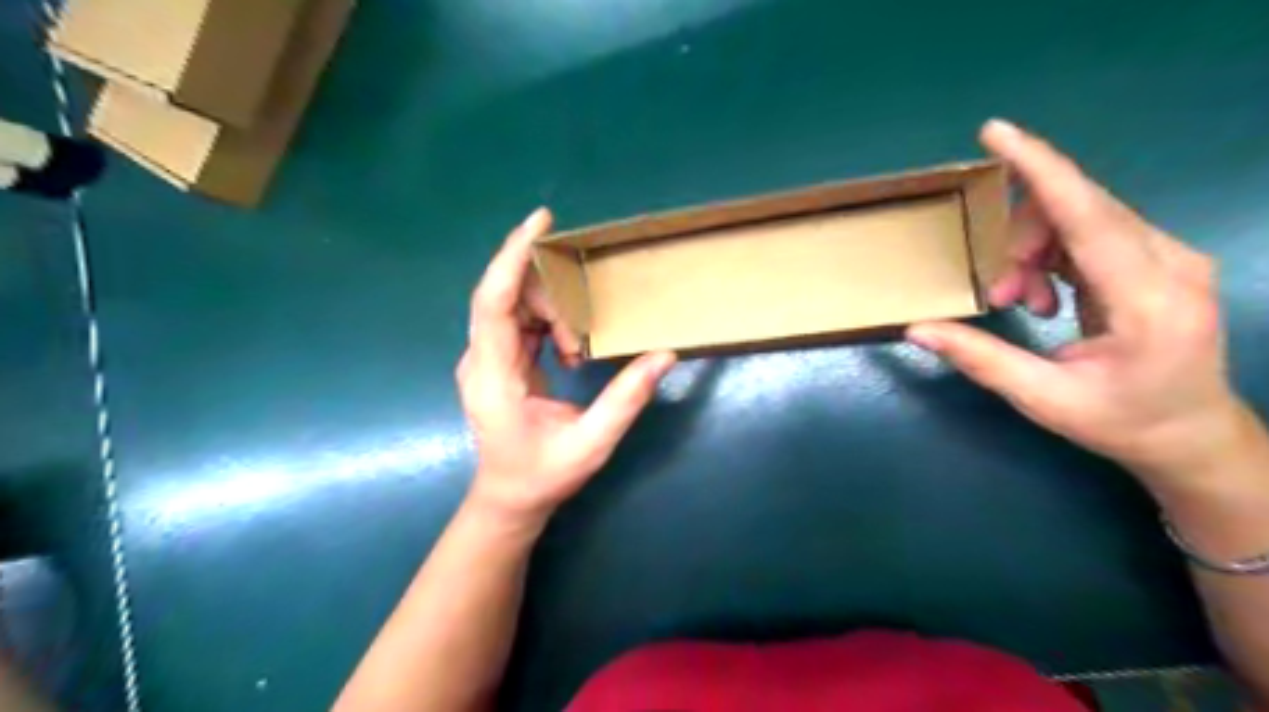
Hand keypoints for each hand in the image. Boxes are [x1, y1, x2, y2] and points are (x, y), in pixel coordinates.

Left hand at [454, 207, 671, 526]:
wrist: (509, 498)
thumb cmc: (543, 476)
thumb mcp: (591, 444)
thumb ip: (626, 400)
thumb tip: (664, 355)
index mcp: (493, 377)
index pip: (494, 302)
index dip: (513, 257)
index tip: (541, 221)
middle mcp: (479, 359)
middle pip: (504, 294)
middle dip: (547, 288)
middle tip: (584, 312)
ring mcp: (484, 358)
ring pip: (512, 304)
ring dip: (552, 311)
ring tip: (579, 347)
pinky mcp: (496, 360)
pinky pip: (518, 320)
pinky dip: (547, 321)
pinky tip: (570, 347)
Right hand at [907, 120, 1246, 494]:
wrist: (1189, 434)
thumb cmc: (1121, 421)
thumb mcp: (1044, 398)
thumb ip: (981, 359)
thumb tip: (917, 329)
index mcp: (1148, 300)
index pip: (1088, 216)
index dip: (1040, 169)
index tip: (995, 133)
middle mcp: (1169, 263)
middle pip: (1079, 210)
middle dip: (1020, 237)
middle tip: (995, 291)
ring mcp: (1168, 257)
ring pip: (1081, 218)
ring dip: (1032, 251)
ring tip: (1018, 301)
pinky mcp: (1155, 259)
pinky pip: (1090, 232)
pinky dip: (1049, 256)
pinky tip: (1042, 296)